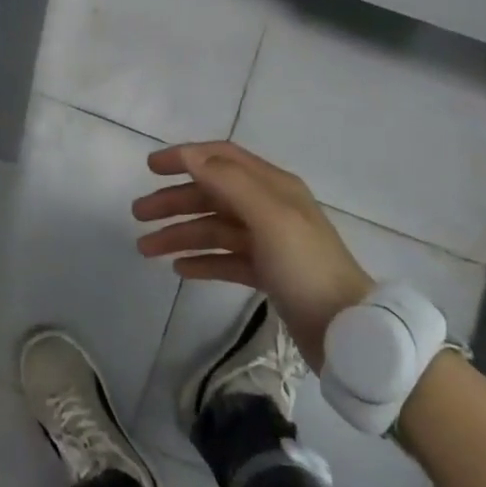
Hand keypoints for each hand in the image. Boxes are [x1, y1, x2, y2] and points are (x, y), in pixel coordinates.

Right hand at [132, 142, 373, 366]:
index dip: (186, 158)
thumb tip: (189, 154)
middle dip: (174, 201)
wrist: (347, 332)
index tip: (150, 168)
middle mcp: (269, 208)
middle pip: (212, 195)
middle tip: (138, 214)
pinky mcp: (267, 274)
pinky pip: (225, 260)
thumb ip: (228, 181)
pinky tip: (179, 269)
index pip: (221, 158)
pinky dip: (201, 260)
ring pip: (213, 229)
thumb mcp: (269, 217)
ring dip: (180, 234)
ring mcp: (268, 242)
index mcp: (273, 186)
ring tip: (145, 248)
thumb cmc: (306, 267)